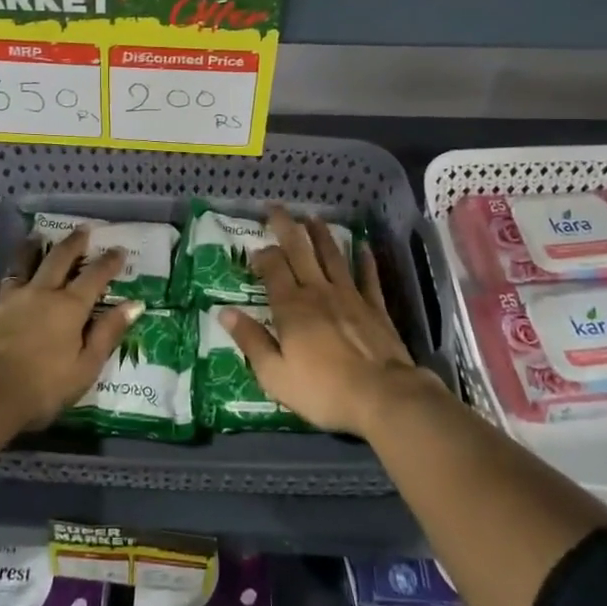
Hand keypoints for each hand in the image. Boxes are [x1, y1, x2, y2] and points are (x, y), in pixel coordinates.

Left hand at [0, 230, 141, 430]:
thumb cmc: (43, 387)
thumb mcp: (86, 366)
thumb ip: (108, 332)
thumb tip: (135, 304)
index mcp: (70, 307)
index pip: (95, 276)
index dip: (109, 262)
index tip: (119, 249)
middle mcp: (41, 293)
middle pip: (59, 259)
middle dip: (74, 243)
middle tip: (83, 228)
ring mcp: (11, 298)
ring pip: (24, 264)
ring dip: (33, 248)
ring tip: (38, 235)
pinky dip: (4, 278)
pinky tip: (1, 277)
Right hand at [219, 208, 426, 437]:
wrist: (382, 396)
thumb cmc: (322, 390)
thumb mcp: (275, 374)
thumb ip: (250, 340)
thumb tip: (224, 311)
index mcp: (291, 307)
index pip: (273, 269)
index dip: (263, 255)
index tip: (255, 250)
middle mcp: (318, 292)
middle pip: (300, 251)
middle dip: (286, 228)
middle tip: (277, 208)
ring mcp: (350, 296)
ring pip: (332, 256)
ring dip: (321, 235)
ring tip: (313, 217)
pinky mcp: (375, 307)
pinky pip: (368, 276)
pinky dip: (364, 259)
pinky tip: (362, 245)